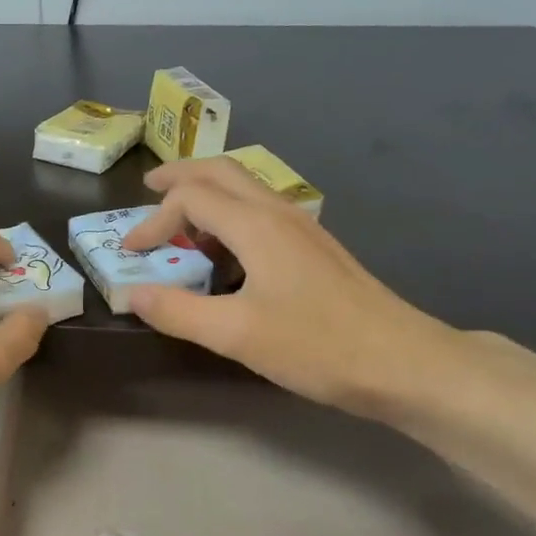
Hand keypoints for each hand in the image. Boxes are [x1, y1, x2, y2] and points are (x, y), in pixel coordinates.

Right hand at [120, 158, 458, 412]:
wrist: (404, 363)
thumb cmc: (317, 346)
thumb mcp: (234, 334)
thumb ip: (177, 311)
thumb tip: (132, 294)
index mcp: (256, 225)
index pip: (190, 198)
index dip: (153, 220)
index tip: (131, 253)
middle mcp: (279, 214)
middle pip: (222, 172)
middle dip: (180, 176)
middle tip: (148, 189)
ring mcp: (302, 229)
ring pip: (245, 189)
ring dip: (206, 194)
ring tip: (179, 222)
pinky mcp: (315, 250)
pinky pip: (261, 212)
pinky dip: (229, 215)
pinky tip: (225, 252)